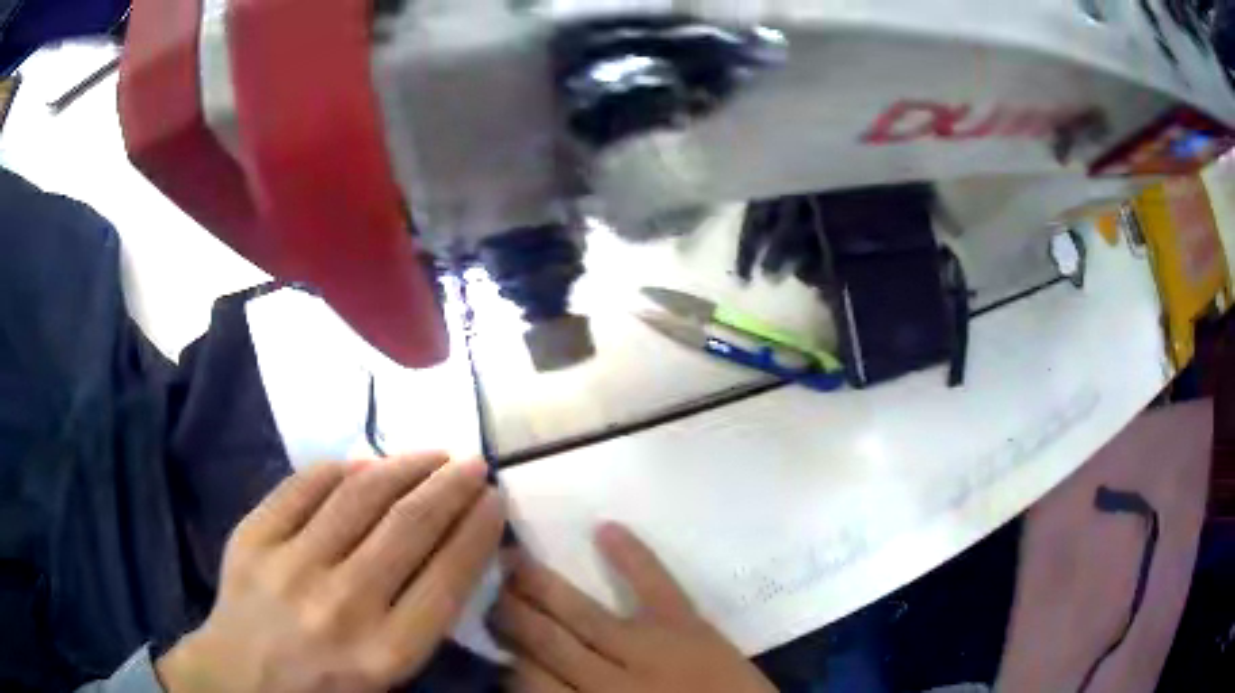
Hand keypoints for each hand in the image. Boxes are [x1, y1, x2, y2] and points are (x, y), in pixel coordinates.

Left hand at [156, 453, 504, 692]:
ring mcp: (290, 564)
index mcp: (384, 652)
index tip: (495, 500)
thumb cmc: (323, 688)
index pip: (448, 577)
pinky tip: (364, 464)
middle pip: (409, 527)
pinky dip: (340, 468)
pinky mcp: (253, 537)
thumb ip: (420, 621)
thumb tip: (448, 550)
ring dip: (404, 467)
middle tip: (474, 464)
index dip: (478, 530)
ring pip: (359, 496)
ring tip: (430, 455)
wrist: (240, 679)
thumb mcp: (387, 676)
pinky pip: (304, 486)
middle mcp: (342, 605)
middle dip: (451, 488)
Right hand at [492, 523, 776, 692]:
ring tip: (509, 557)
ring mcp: (651, 650)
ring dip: (541, 587)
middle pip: (546, 642)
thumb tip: (530, 681)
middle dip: (511, 614)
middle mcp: (610, 682)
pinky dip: (633, 557)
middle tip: (486, 587)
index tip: (491, 637)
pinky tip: (605, 529)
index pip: (531, 681)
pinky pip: (656, 586)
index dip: (508, 657)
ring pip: (581, 616)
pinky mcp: (689, 627)